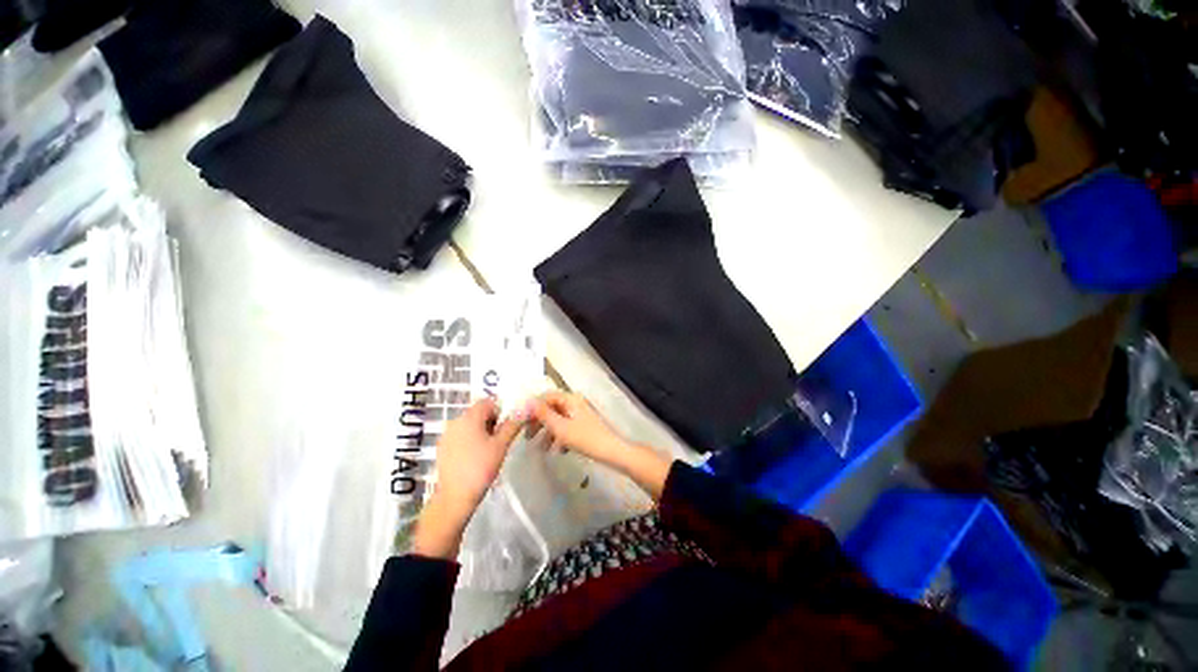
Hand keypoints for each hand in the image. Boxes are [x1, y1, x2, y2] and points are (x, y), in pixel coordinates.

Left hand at [413, 398, 523, 558]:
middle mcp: (455, 421)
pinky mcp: (443, 448)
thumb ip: (513, 423)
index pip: (488, 402)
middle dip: (492, 421)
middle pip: (478, 412)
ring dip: (482, 431)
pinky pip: (461, 435)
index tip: (507, 426)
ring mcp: (447, 435)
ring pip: (470, 424)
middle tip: (501, 439)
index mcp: (469, 417)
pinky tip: (476, 457)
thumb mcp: (501, 444)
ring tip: (490, 450)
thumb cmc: (481, 467)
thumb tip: (527, 407)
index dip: (501, 410)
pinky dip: (471, 440)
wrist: (455, 498)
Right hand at [529, 391, 630, 466]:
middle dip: (539, 422)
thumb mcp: (560, 427)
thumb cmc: (586, 438)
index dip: (532, 408)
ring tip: (541, 449)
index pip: (546, 397)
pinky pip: (566, 427)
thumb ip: (542, 414)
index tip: (521, 422)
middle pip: (551, 408)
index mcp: (570, 399)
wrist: (612, 451)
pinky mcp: (583, 425)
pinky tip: (557, 451)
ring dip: (548, 432)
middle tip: (528, 437)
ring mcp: (579, 414)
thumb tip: (524, 402)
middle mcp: (574, 402)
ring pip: (558, 419)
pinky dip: (559, 437)